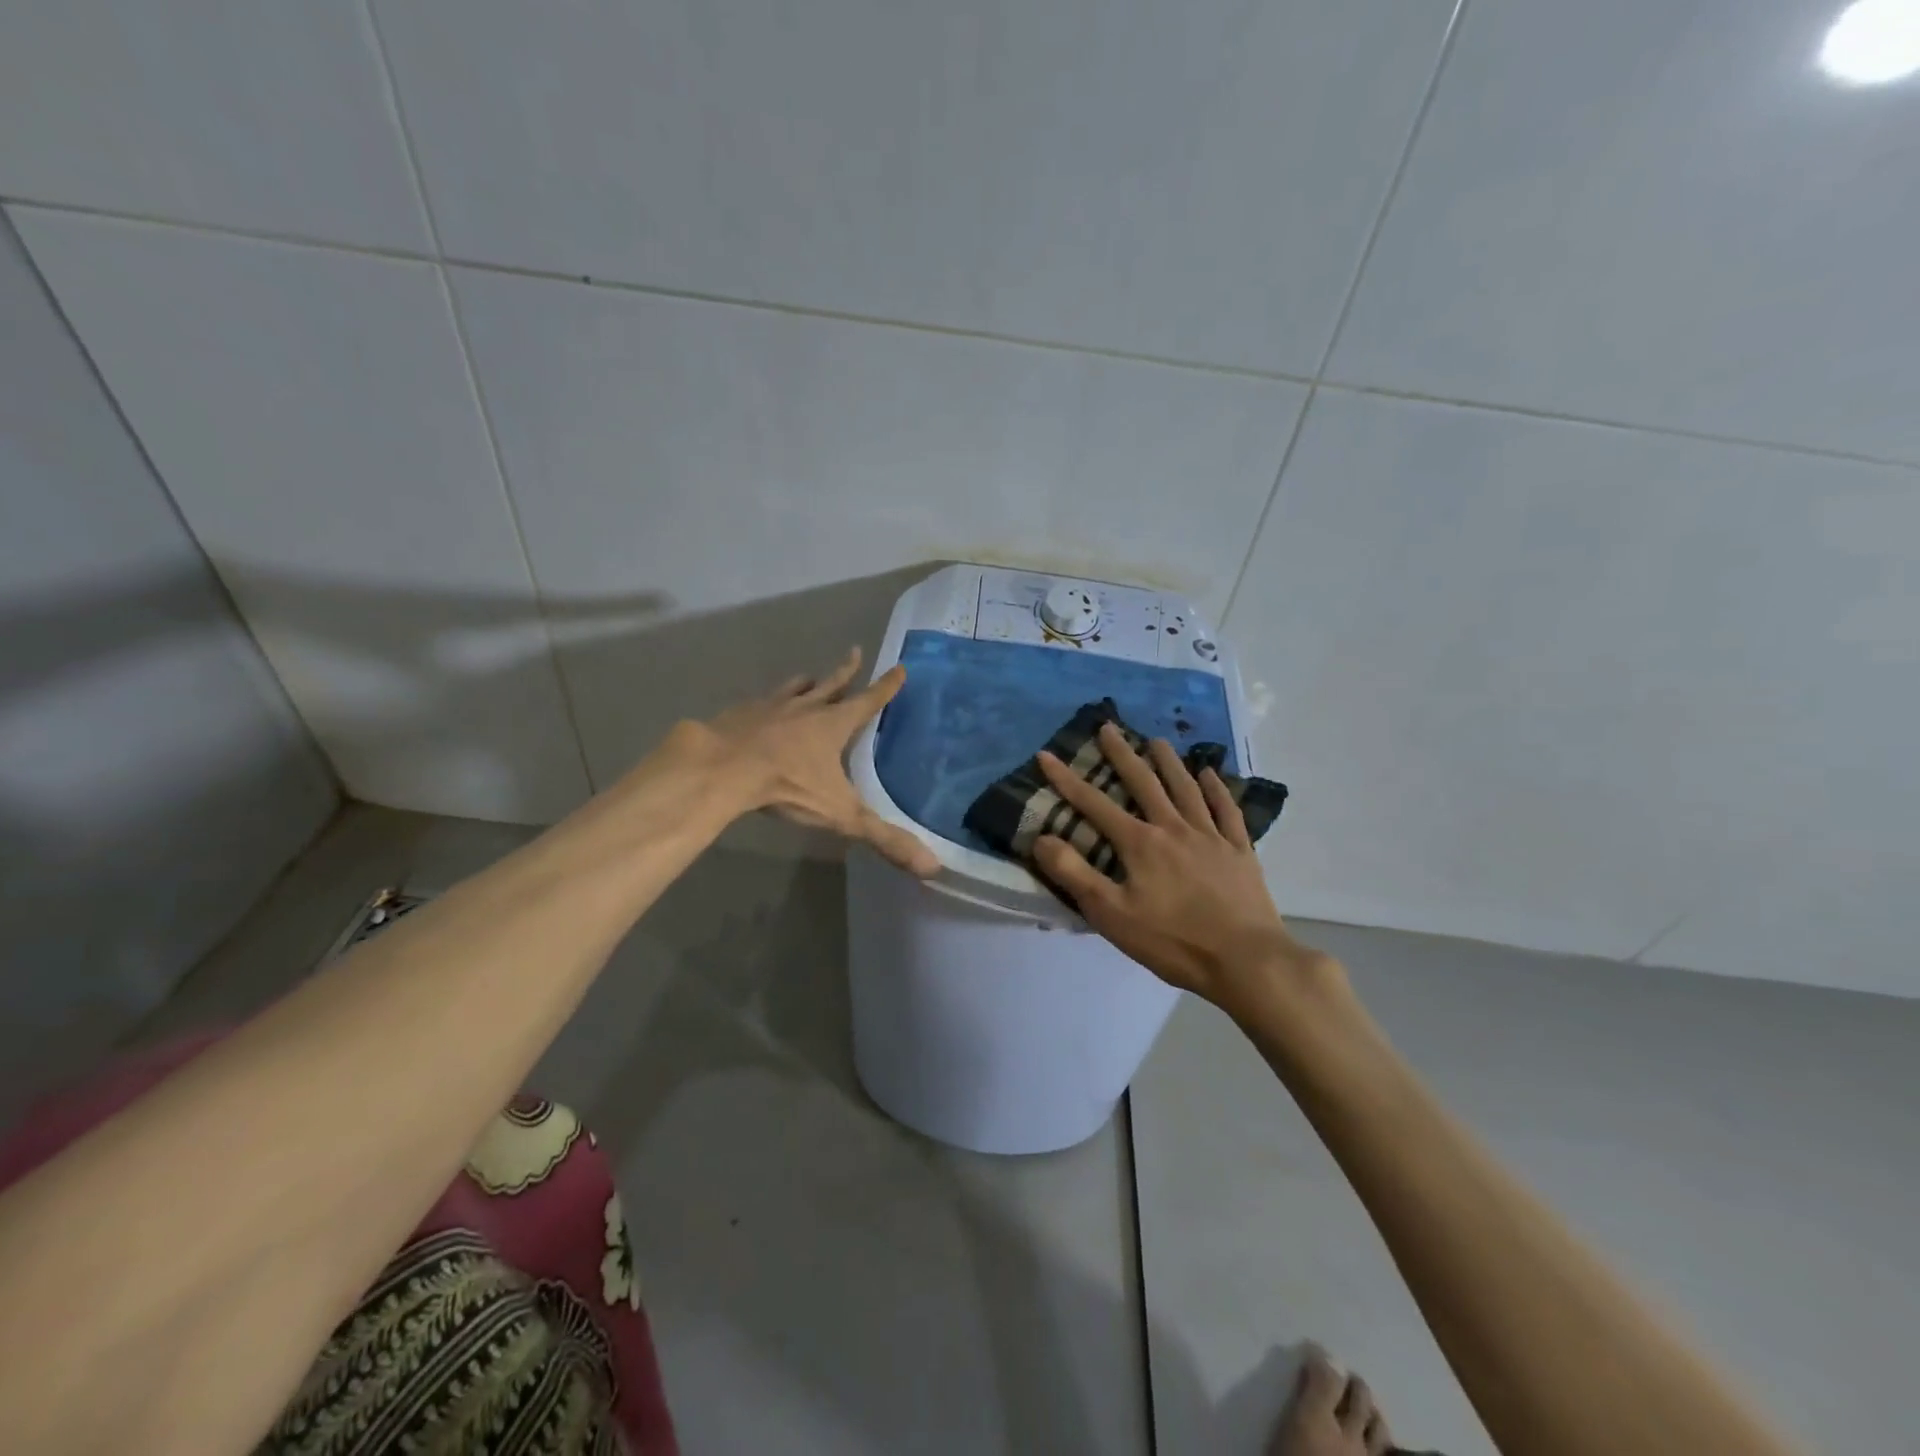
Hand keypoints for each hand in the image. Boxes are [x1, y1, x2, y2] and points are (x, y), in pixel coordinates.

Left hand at [681, 647, 939, 876]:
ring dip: (805, 684)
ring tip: (808, 678)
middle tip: (854, 652)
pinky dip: (766, 702)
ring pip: (793, 688)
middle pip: (831, 684)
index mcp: (833, 724)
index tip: (899, 667)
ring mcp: (769, 707)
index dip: (886, 686)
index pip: (869, 700)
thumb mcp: (841, 815)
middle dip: (846, 671)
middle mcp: (804, 708)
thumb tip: (932, 867)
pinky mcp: (739, 714)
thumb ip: (884, 839)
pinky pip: (759, 702)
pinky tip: (759, 709)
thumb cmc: (787, 785)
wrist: (722, 769)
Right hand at [1031, 722, 1326, 1005]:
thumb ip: (1075, 874)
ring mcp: (1211, 837)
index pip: (1094, 804)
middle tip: (1109, 727)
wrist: (1246, 960)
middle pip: (1144, 783)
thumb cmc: (1173, 941)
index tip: (1046, 754)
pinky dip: (1217, 789)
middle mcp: (1174, 828)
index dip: (1067, 779)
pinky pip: (1226, 810)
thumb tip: (1042, 838)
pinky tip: (1211, 774)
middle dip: (1122, 754)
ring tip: (1157, 740)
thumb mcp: (1111, 914)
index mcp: (1140, 843)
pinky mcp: (1240, 851)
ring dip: (1169, 762)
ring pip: (1186, 788)